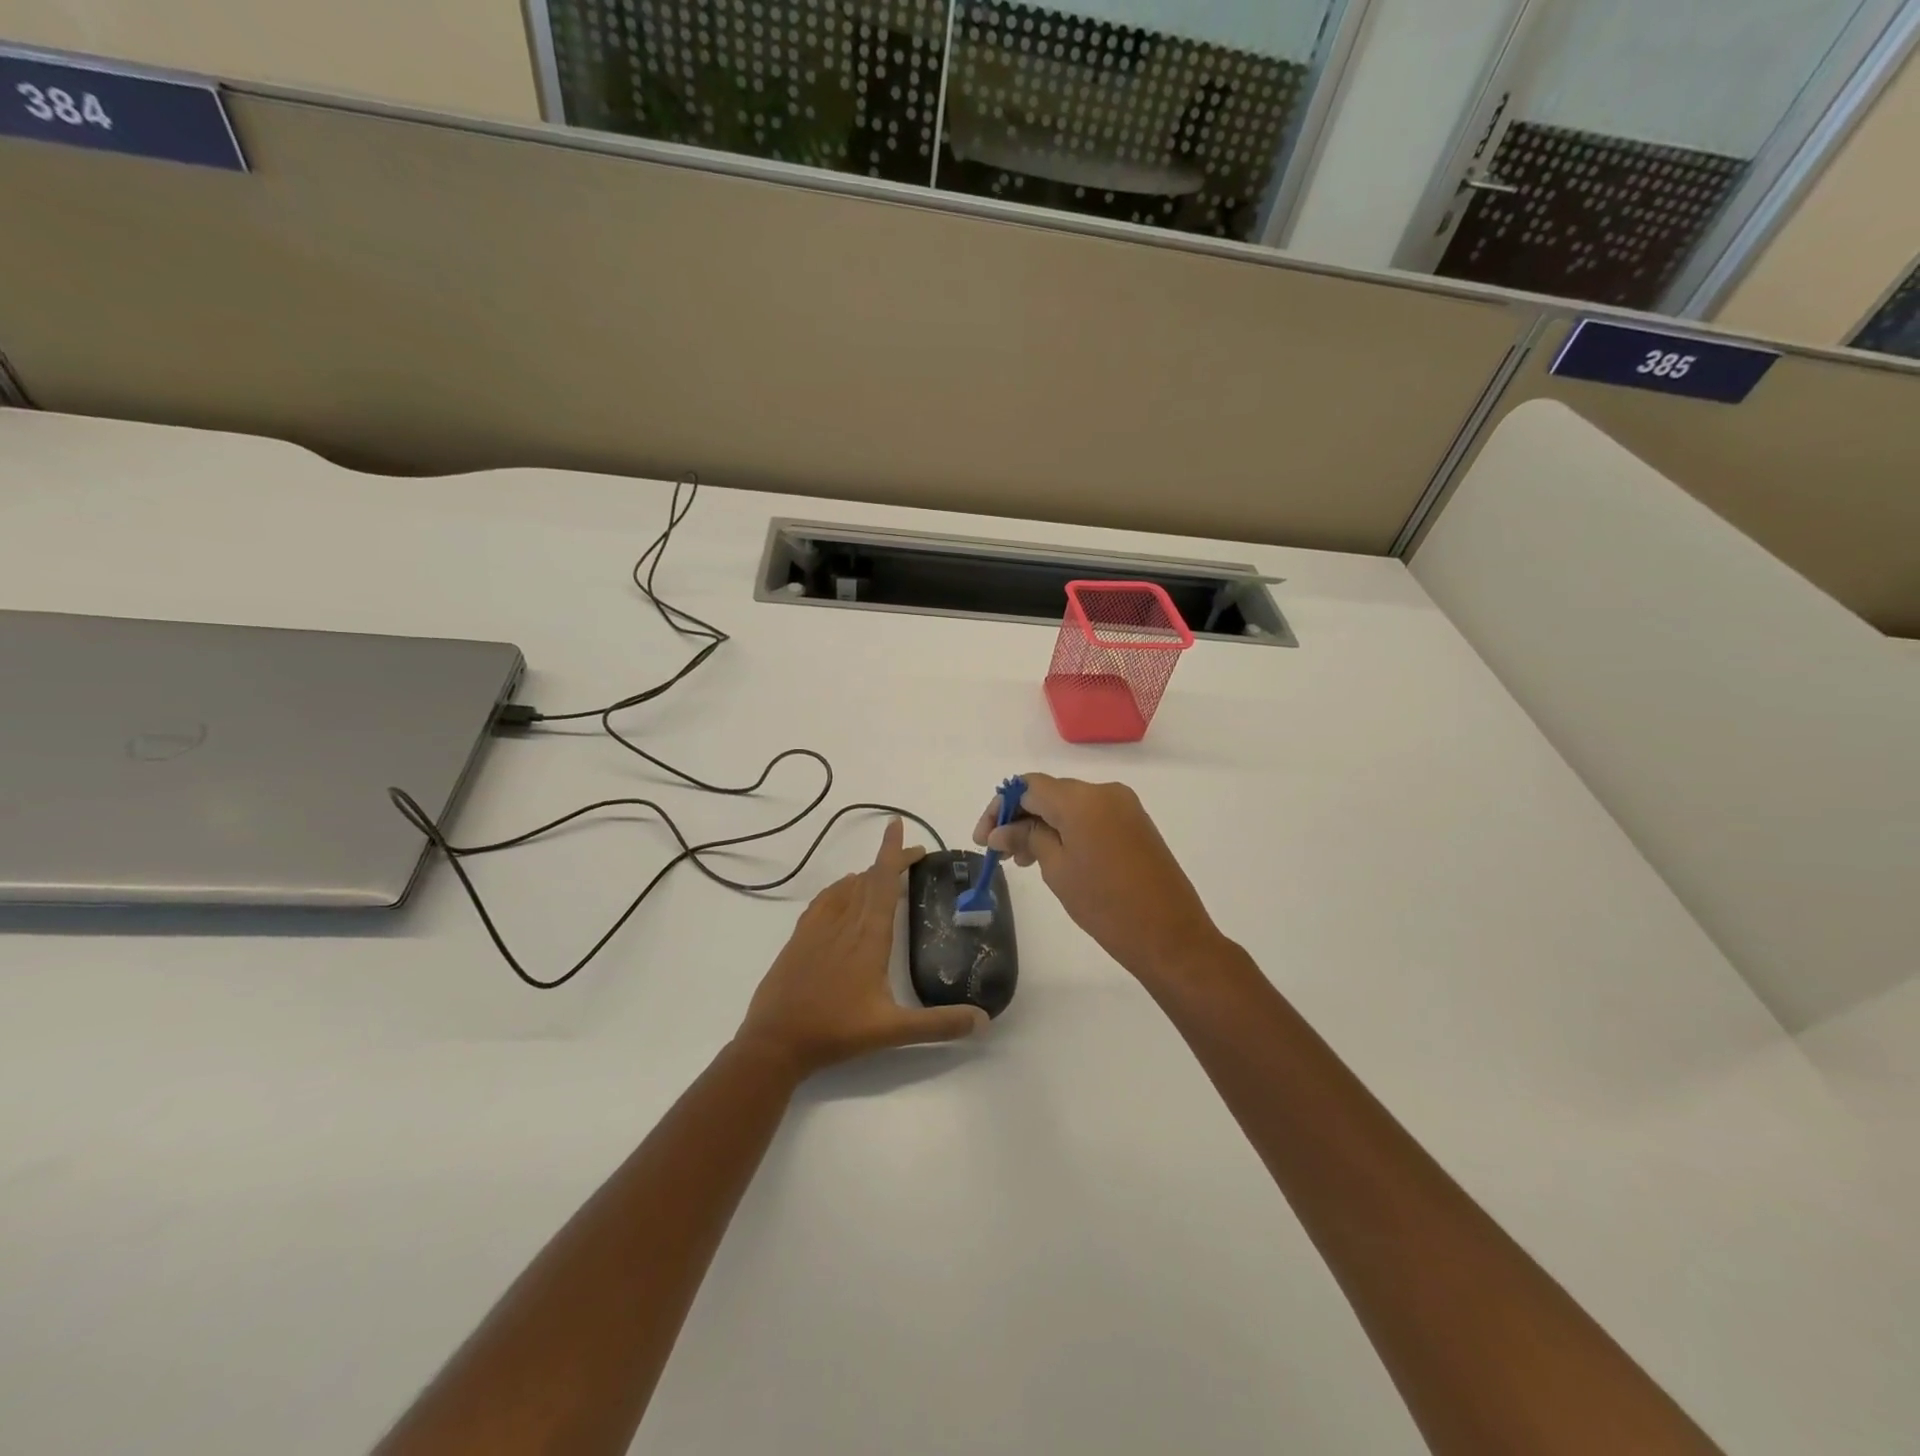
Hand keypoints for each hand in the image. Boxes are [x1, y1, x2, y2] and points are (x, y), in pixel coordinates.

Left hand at [736, 818, 988, 1078]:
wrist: (774, 1041)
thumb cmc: (836, 1031)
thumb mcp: (893, 1031)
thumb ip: (939, 1024)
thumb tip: (984, 1020)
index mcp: (868, 935)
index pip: (883, 881)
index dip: (893, 852)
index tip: (898, 825)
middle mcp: (844, 922)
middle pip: (869, 878)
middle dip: (891, 861)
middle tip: (915, 858)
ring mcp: (818, 927)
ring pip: (847, 887)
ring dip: (868, 875)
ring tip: (886, 877)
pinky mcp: (800, 937)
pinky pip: (826, 899)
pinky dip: (842, 888)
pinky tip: (845, 896)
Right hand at [975, 774, 1223, 982]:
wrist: (1170, 935)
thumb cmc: (1106, 904)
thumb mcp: (1057, 870)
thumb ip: (1028, 839)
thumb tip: (1001, 830)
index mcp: (1081, 799)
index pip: (1028, 787)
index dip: (1000, 807)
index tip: (984, 839)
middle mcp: (1104, 791)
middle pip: (1049, 793)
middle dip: (1020, 818)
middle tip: (1000, 854)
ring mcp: (1124, 807)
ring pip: (1070, 805)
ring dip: (1042, 825)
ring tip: (1024, 862)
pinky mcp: (1135, 824)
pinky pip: (1091, 816)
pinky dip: (1067, 830)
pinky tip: (1054, 858)